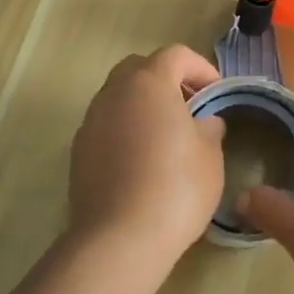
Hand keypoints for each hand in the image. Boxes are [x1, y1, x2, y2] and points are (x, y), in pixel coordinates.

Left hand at [69, 45, 225, 273]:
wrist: (119, 238)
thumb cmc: (176, 188)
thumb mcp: (210, 157)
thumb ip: (209, 129)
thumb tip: (204, 122)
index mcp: (149, 83)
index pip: (175, 55)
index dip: (199, 67)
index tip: (215, 92)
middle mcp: (114, 92)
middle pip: (140, 68)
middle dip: (166, 80)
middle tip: (189, 106)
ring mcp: (91, 121)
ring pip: (118, 96)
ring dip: (142, 105)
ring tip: (165, 135)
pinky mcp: (78, 151)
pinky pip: (106, 125)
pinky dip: (124, 129)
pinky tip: (140, 160)